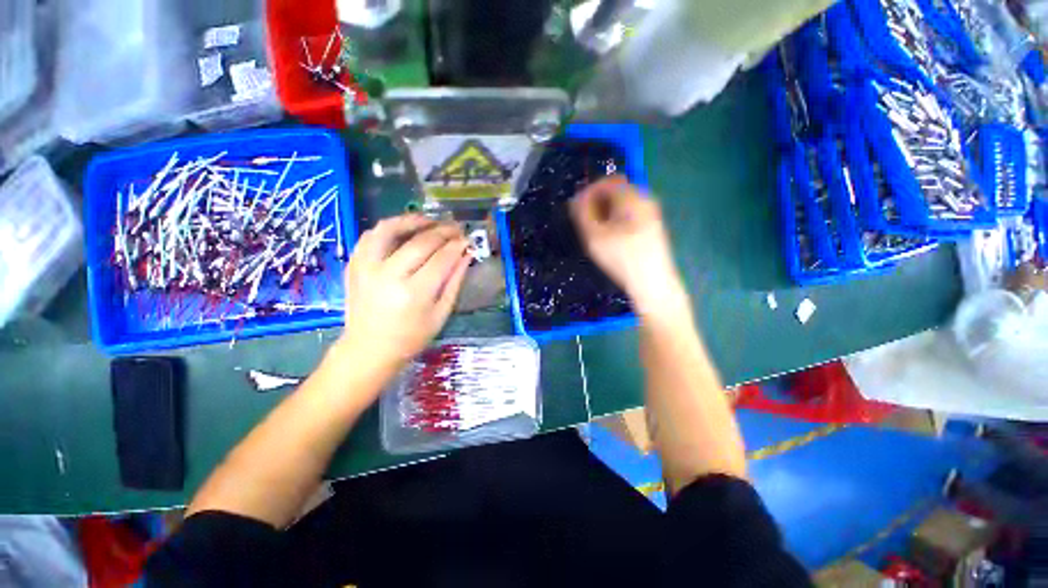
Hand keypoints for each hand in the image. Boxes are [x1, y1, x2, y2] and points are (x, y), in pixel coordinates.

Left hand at [338, 215, 470, 372]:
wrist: (369, 349)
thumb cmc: (411, 337)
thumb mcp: (441, 313)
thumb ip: (454, 282)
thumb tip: (466, 255)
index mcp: (414, 293)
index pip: (441, 258)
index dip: (457, 245)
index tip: (467, 239)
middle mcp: (389, 275)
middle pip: (420, 242)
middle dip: (443, 231)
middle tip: (456, 228)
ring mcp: (367, 267)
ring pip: (390, 229)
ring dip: (413, 220)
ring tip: (430, 221)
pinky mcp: (354, 265)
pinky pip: (371, 236)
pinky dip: (389, 227)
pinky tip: (403, 229)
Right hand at [570, 176, 687, 317]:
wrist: (653, 284)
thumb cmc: (621, 258)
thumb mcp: (594, 236)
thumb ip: (583, 213)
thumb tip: (577, 199)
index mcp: (632, 197)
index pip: (608, 181)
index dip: (589, 191)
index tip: (576, 208)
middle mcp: (646, 200)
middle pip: (617, 191)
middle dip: (597, 202)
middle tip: (584, 222)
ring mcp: (652, 214)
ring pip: (623, 204)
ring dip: (606, 212)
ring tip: (595, 232)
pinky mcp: (653, 228)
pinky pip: (631, 215)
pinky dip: (617, 220)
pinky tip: (611, 238)